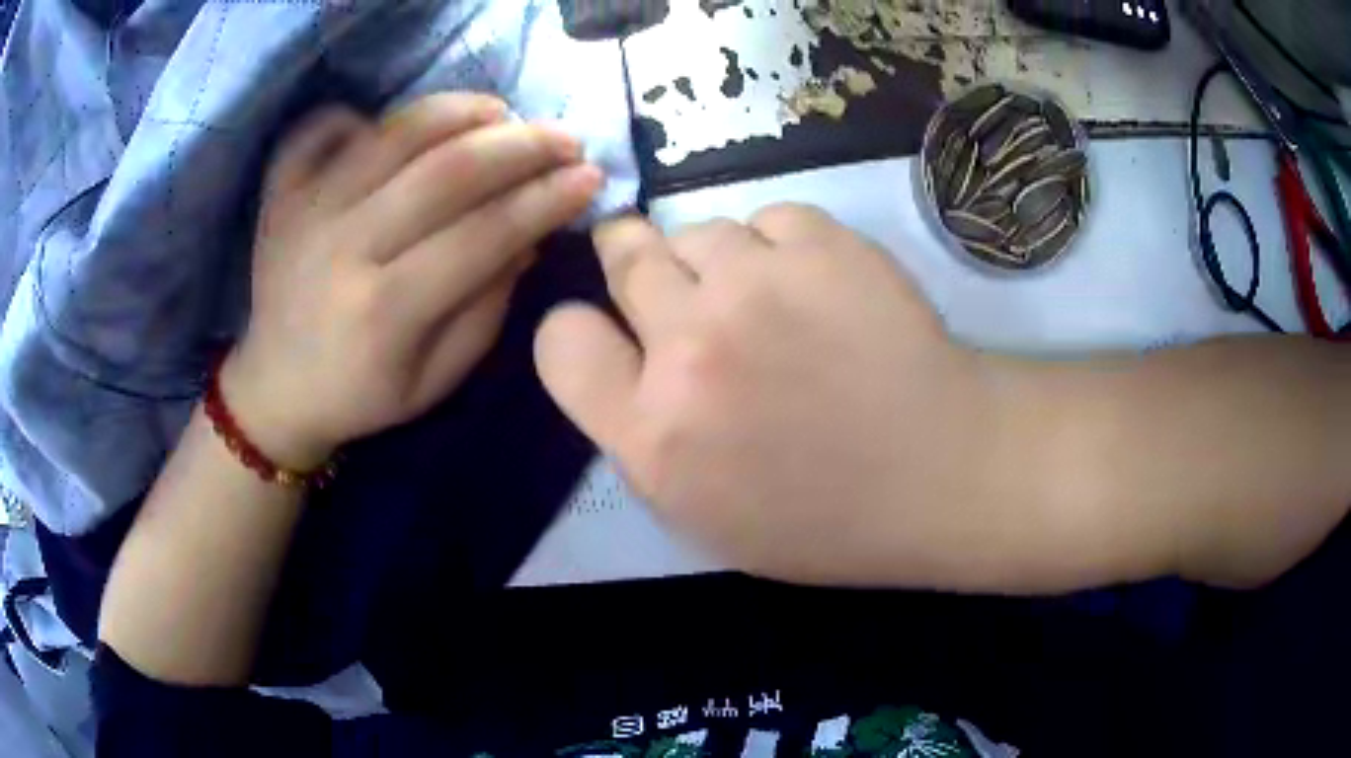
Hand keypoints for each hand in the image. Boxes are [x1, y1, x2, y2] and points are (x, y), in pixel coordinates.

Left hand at [225, 94, 601, 468]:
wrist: (276, 389)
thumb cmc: (362, 394)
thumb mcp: (437, 378)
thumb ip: (487, 306)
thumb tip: (529, 234)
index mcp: (384, 311)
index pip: (482, 235)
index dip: (544, 200)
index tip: (590, 178)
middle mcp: (342, 248)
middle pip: (444, 171)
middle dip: (520, 145)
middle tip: (563, 139)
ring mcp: (305, 210)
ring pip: (393, 133)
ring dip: (459, 111)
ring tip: (501, 113)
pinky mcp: (281, 192)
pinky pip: (321, 126)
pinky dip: (365, 111)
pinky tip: (401, 125)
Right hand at [535, 205, 1044, 587]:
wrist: (942, 472)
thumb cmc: (824, 516)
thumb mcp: (702, 513)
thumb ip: (641, 433)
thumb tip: (622, 354)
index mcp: (652, 435)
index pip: (559, 341)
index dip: (579, 330)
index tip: (610, 332)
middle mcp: (689, 347)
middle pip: (624, 256)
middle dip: (639, 265)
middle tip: (684, 290)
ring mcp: (758, 283)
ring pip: (696, 229)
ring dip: (717, 259)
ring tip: (768, 297)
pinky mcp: (821, 242)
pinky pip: (769, 218)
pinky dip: (784, 246)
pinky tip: (818, 287)